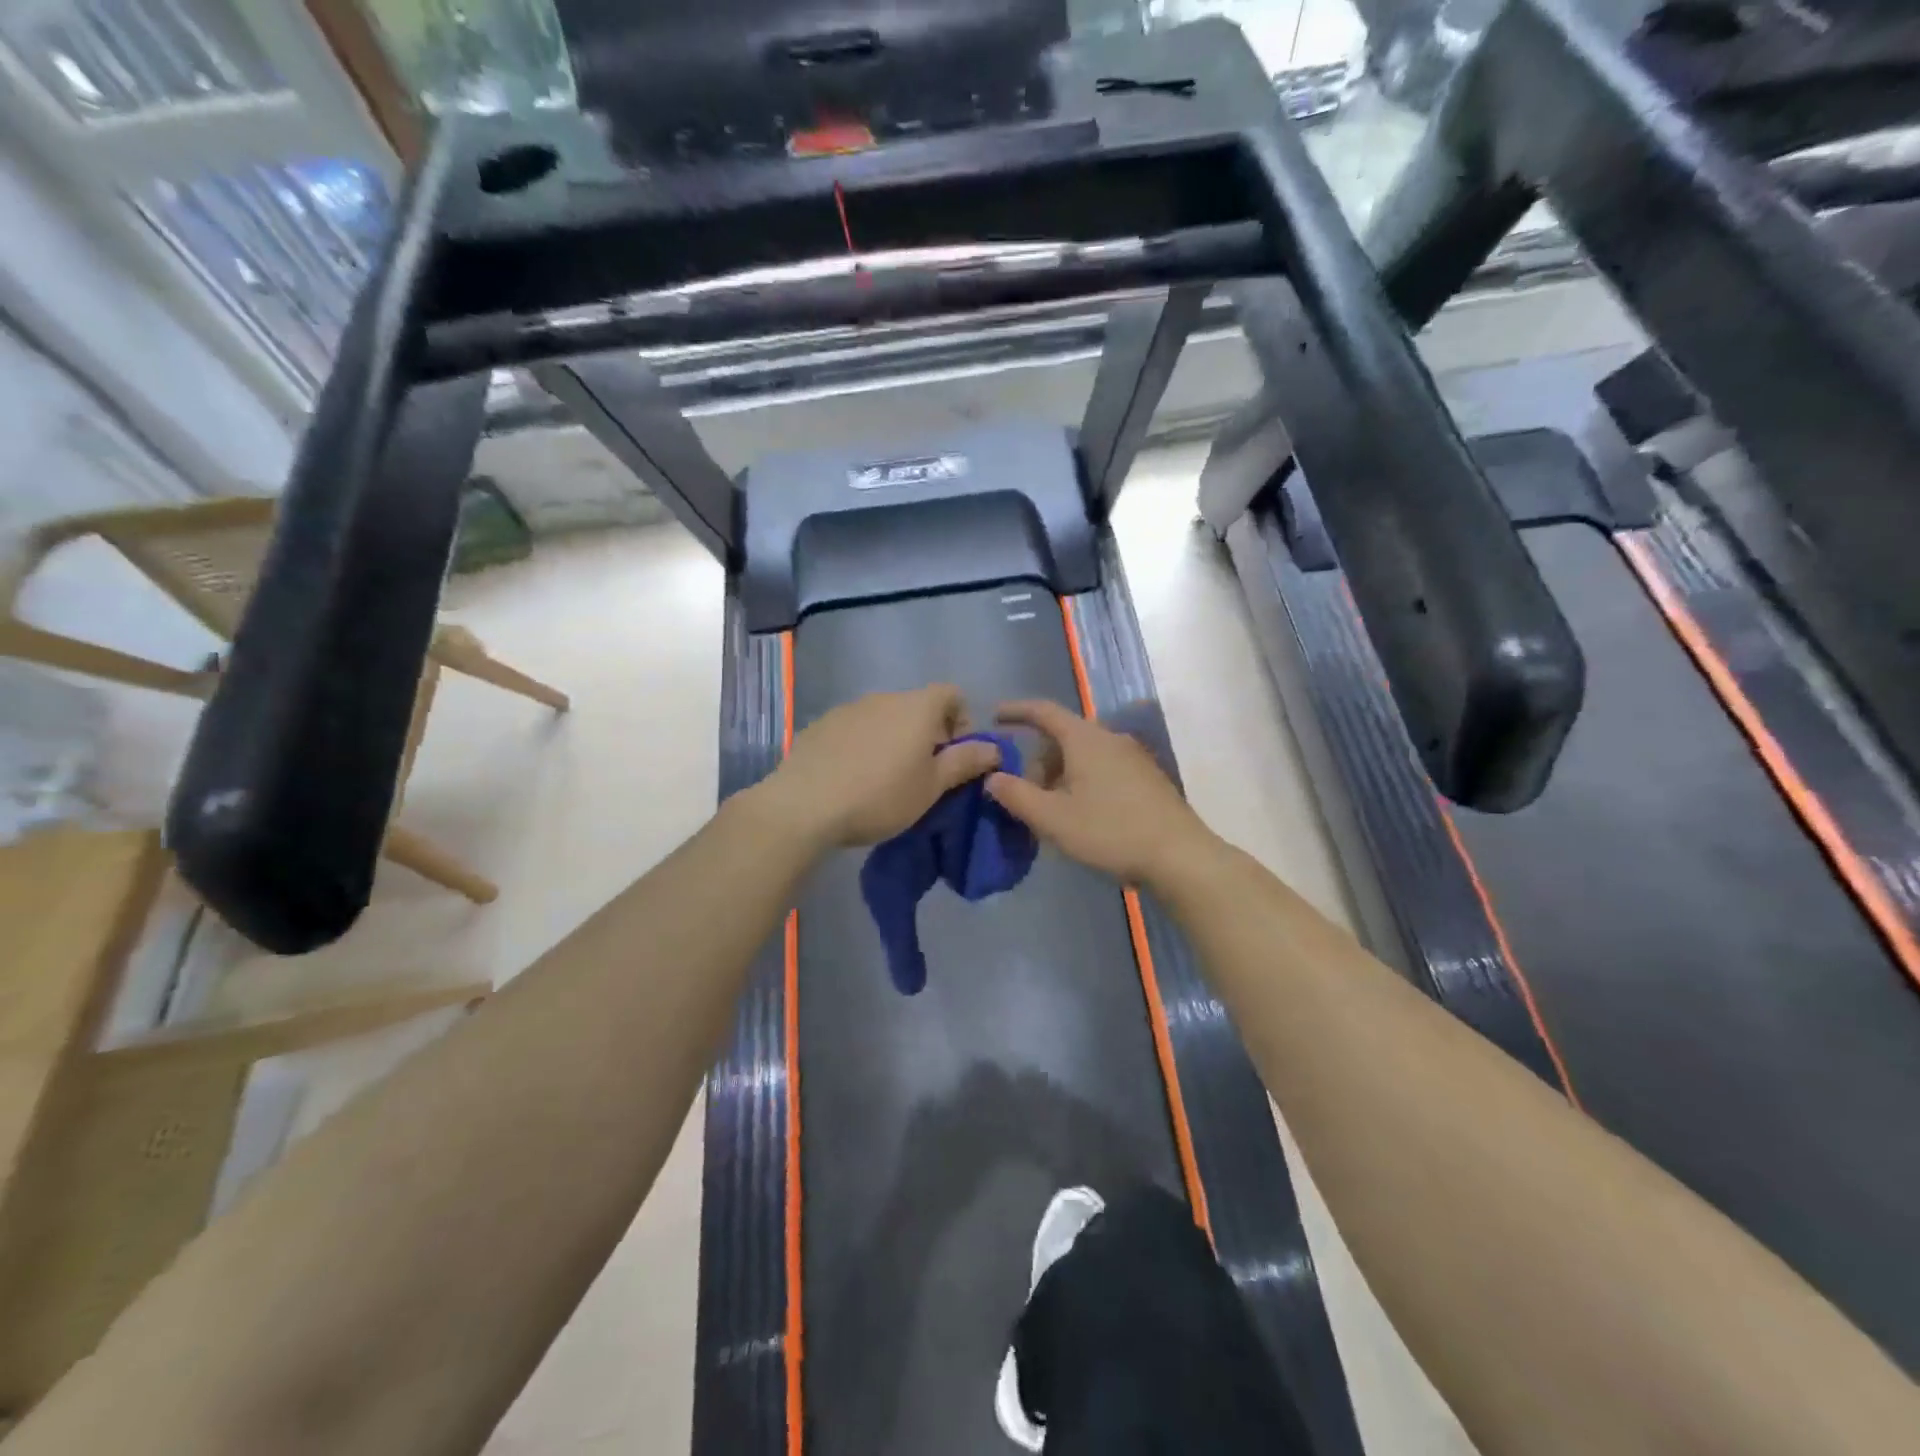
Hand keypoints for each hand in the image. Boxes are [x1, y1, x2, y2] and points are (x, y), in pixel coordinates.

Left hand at [761, 685, 1000, 849]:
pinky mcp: (821, 725)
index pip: (952, 693)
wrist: (804, 805)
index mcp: (917, 707)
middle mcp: (884, 697)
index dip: (962, 720)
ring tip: (885, 779)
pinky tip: (852, 777)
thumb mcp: (931, 787)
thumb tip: (993, 748)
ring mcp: (848, 708)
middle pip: (917, 706)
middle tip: (923, 774)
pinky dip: (863, 745)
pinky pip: (854, 728)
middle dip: (927, 734)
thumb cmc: (880, 796)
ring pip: (884, 718)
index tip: (955, 755)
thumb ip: (964, 762)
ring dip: (893, 739)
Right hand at [985, 700, 1212, 884]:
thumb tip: (993, 777)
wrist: (1179, 856)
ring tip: (1051, 810)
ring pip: (1084, 755)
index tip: (994, 718)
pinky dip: (1083, 781)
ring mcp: (1133, 757)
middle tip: (1024, 792)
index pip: (1043, 711)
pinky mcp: (1147, 778)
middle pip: (1063, 736)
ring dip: (1060, 774)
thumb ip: (1016, 795)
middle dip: (1038, 759)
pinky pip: (1104, 768)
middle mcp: (1110, 738)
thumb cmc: (1110, 832)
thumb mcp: (1052, 819)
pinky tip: (1082, 815)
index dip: (1016, 711)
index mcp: (1085, 738)